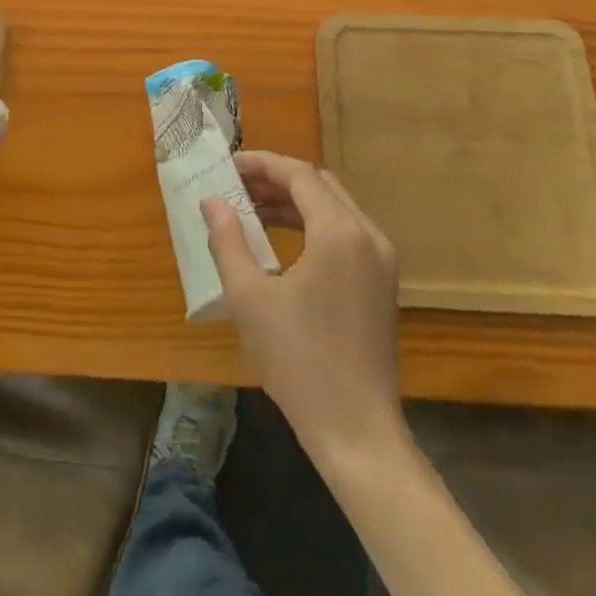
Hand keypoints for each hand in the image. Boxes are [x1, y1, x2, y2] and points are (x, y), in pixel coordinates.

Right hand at [201, 151, 404, 467]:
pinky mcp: (383, 283)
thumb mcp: (249, 298)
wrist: (357, 432)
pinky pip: (346, 233)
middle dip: (277, 179)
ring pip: (335, 207)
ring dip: (295, 201)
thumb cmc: (299, 361)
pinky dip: (314, 225)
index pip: (299, 174)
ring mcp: (381, 259)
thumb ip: (228, 240)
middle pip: (320, 185)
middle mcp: (368, 234)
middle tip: (238, 185)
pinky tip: (284, 241)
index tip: (228, 165)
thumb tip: (212, 200)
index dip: (262, 164)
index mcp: (340, 231)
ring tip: (253, 209)